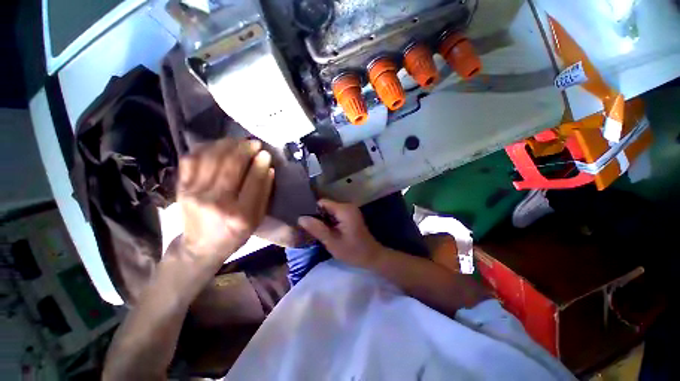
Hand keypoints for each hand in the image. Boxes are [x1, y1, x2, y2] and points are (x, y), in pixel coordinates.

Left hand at [178, 138, 273, 263]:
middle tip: (254, 143)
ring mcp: (194, 193)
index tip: (266, 153)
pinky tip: (218, 145)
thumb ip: (264, 193)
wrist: (201, 246)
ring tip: (238, 141)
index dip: (261, 163)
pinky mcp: (181, 187)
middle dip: (245, 149)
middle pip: (231, 165)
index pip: (253, 181)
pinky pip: (191, 159)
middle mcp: (216, 202)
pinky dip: (206, 147)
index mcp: (240, 214)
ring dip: (227, 144)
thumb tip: (268, 168)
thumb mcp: (257, 219)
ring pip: (211, 158)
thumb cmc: (236, 234)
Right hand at [298, 200, 383, 268]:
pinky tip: (326, 232)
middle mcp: (347, 206)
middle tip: (309, 230)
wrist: (372, 256)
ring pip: (329, 211)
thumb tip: (301, 218)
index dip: (312, 211)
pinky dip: (329, 222)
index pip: (322, 202)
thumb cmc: (353, 251)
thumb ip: (317, 229)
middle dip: (317, 217)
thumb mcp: (332, 242)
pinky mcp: (350, 216)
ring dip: (323, 220)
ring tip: (316, 232)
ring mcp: (349, 210)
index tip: (305, 223)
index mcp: (344, 209)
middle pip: (325, 206)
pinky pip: (335, 215)